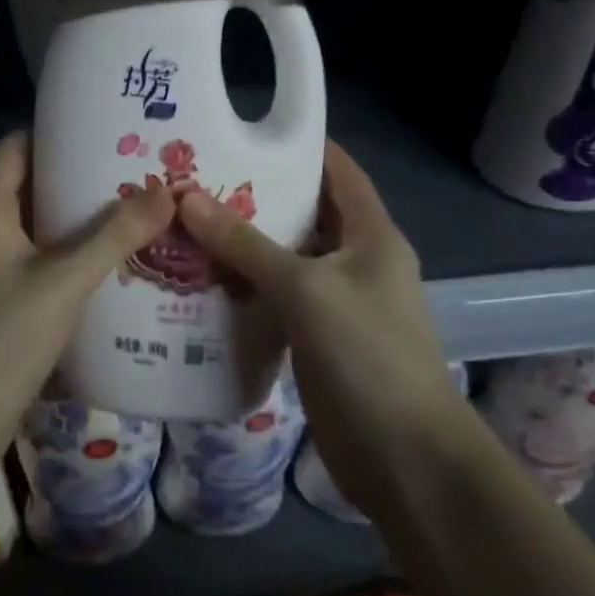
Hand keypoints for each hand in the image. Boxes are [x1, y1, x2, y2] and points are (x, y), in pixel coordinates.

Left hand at [0, 132, 175, 470]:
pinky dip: (72, 257)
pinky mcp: (0, 301)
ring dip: (81, 220)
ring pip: (40, 227)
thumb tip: (166, 192)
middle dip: (80, 177)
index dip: (56, 131)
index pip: (17, 146)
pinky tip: (114, 264)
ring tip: (136, 210)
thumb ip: (114, 236)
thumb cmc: (0, 335)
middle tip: (136, 169)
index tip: (105, 127)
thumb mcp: (63, 280)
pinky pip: (40, 263)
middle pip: (33, 185)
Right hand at [176, 142, 462, 497]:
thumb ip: (246, 244)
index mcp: (371, 235)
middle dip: (255, 195)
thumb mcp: (306, 289)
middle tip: (196, 176)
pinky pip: (276, 297)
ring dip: (243, 242)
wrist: (407, 464)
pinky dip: (245, 285)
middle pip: (304, 212)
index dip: (298, 146)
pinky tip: (201, 279)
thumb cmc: (368, 358)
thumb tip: (187, 197)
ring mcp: (337, 302)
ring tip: (187, 220)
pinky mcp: (317, 338)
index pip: (337, 170)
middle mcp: (356, 260)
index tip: (242, 131)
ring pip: (285, 257)